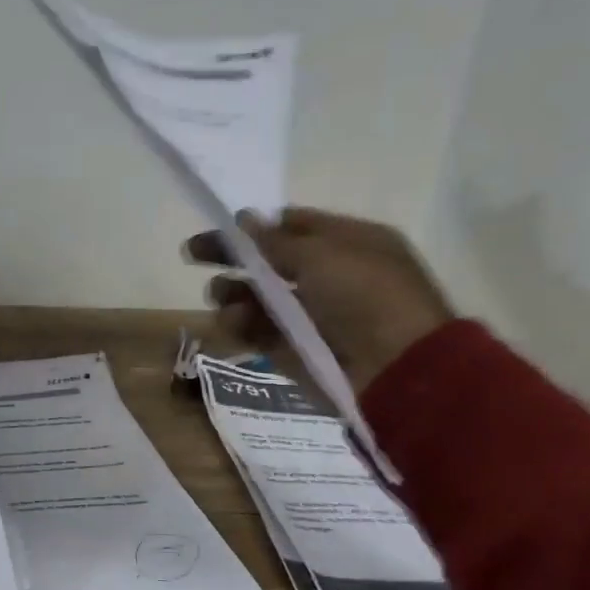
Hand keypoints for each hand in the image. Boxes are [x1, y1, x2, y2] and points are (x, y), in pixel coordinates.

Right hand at [183, 207, 453, 395]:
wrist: (397, 369)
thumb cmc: (366, 296)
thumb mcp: (322, 255)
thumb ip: (275, 240)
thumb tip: (243, 219)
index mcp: (348, 244)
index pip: (294, 226)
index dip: (257, 226)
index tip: (222, 227)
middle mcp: (328, 276)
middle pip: (268, 261)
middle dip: (232, 257)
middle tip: (192, 253)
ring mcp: (311, 315)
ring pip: (257, 297)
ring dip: (233, 292)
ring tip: (219, 296)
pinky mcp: (294, 349)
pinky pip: (258, 331)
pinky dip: (241, 324)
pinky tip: (232, 321)